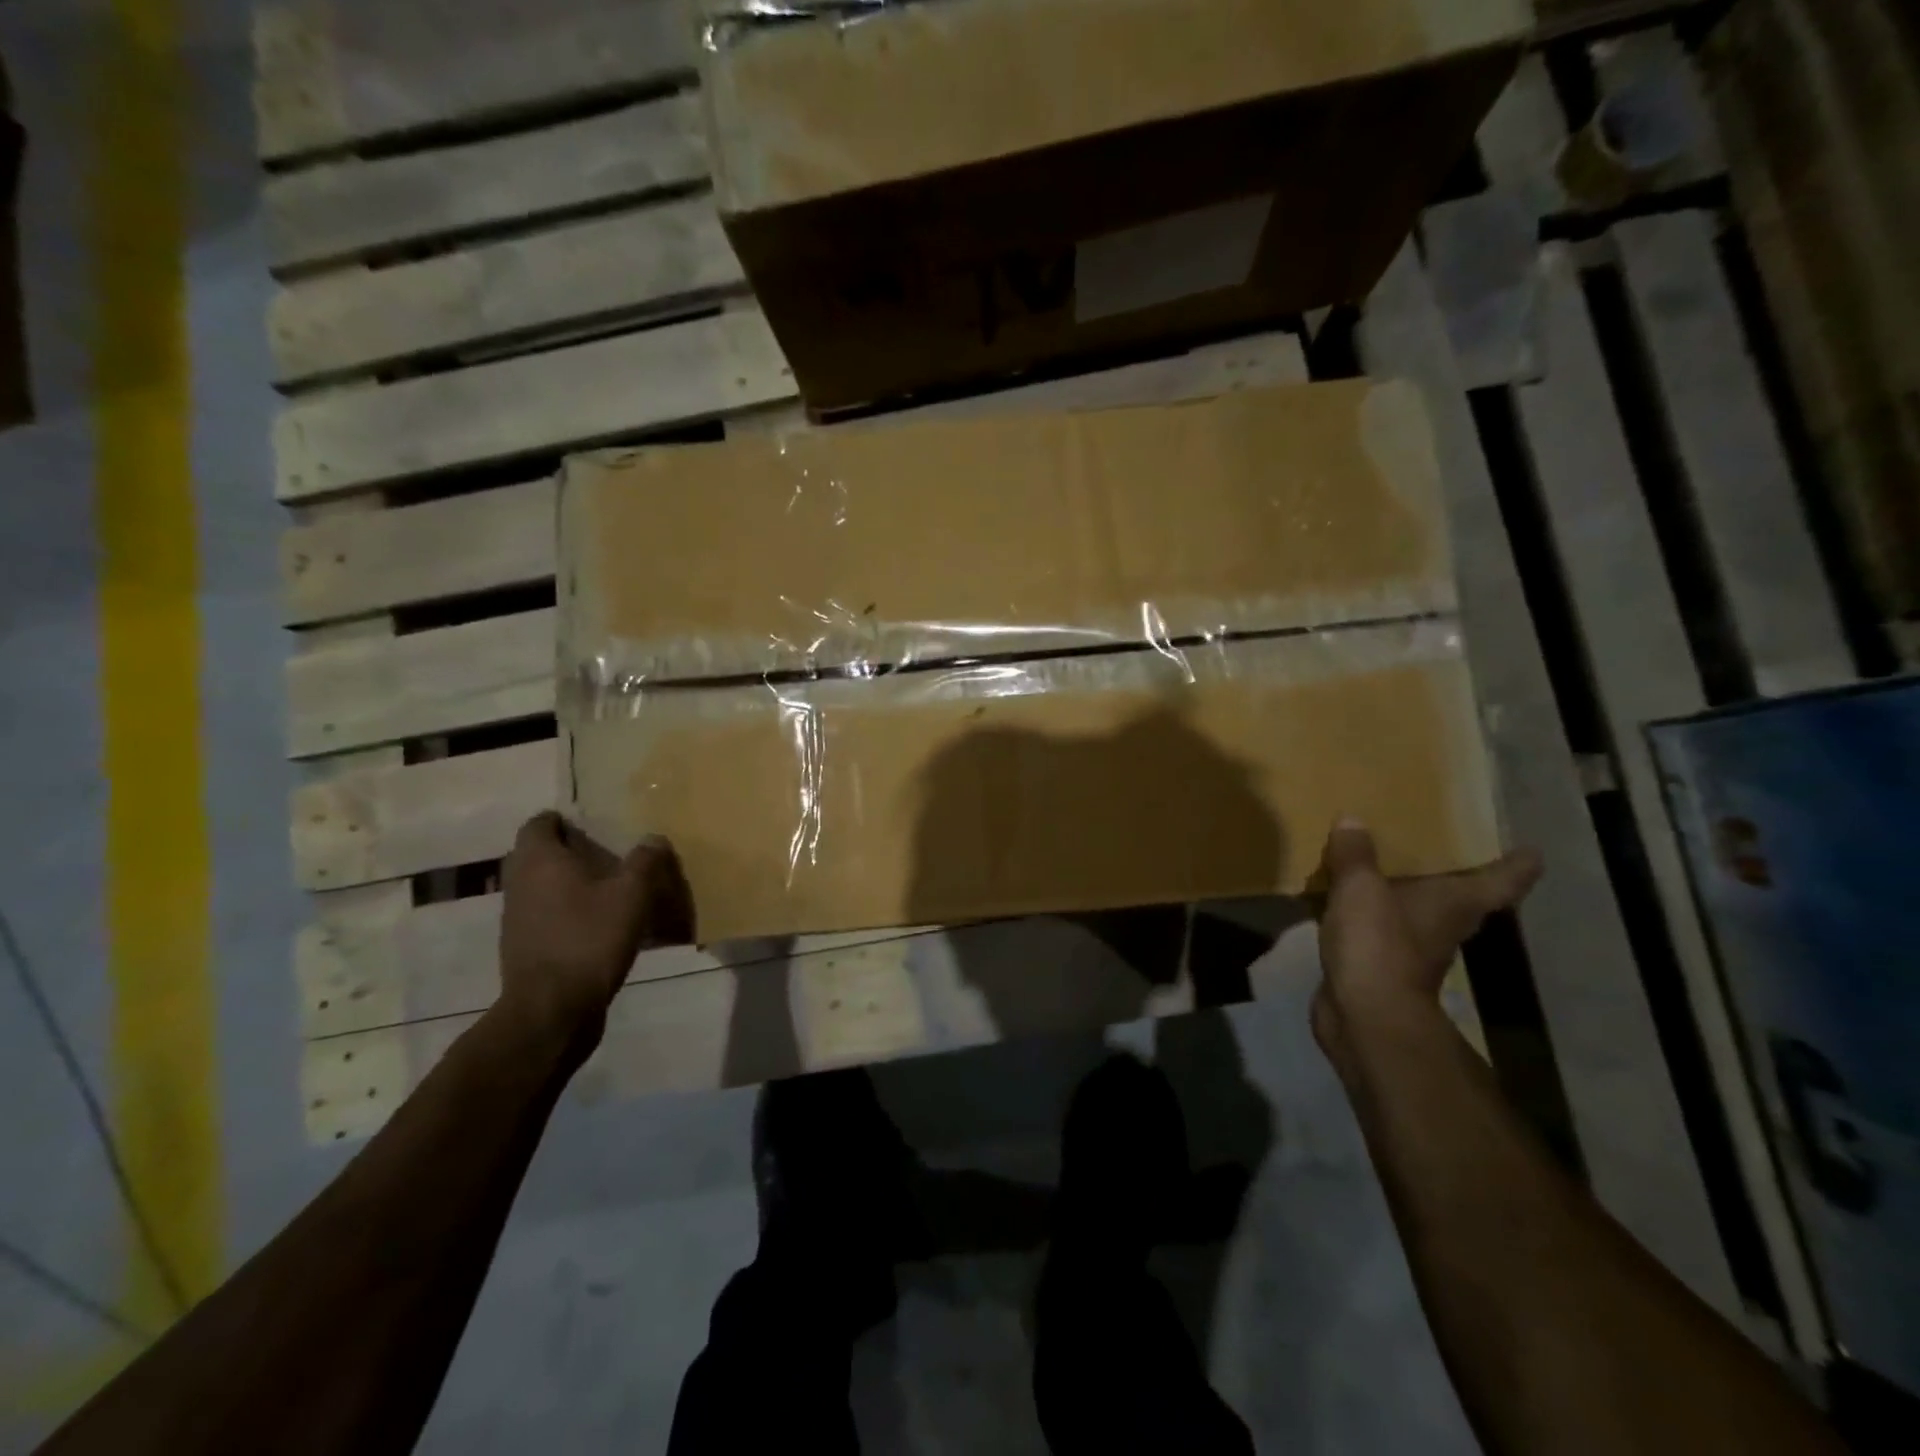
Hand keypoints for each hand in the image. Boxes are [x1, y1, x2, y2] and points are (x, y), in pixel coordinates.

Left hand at [496, 812, 694, 1043]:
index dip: (563, 820)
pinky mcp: (524, 948)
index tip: (593, 825)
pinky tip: (599, 925)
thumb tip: (653, 838)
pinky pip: (546, 916)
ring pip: (542, 887)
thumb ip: (645, 862)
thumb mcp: (632, 895)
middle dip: (570, 852)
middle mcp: (520, 883)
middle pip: (539, 855)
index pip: (540, 823)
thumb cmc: (590, 938)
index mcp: (539, 860)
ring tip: (609, 890)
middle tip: (608, 854)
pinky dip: (568, 913)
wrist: (552, 1009)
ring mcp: (516, 918)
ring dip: (569, 885)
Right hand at [1311, 817, 1539, 1073]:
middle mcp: (1445, 926)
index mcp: (1456, 903)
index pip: (1502, 881)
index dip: (1517, 865)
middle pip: (1462, 898)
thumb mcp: (1361, 888)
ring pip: (1417, 913)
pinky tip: (1343, 899)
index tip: (1528, 851)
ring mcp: (1414, 951)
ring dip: (1404, 894)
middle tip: (1438, 844)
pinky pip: (1377, 930)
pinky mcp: (1380, 966)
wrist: (1364, 1014)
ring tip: (1380, 864)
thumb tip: (1353, 822)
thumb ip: (1356, 854)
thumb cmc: (1379, 944)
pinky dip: (1367, 915)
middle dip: (1453, 874)